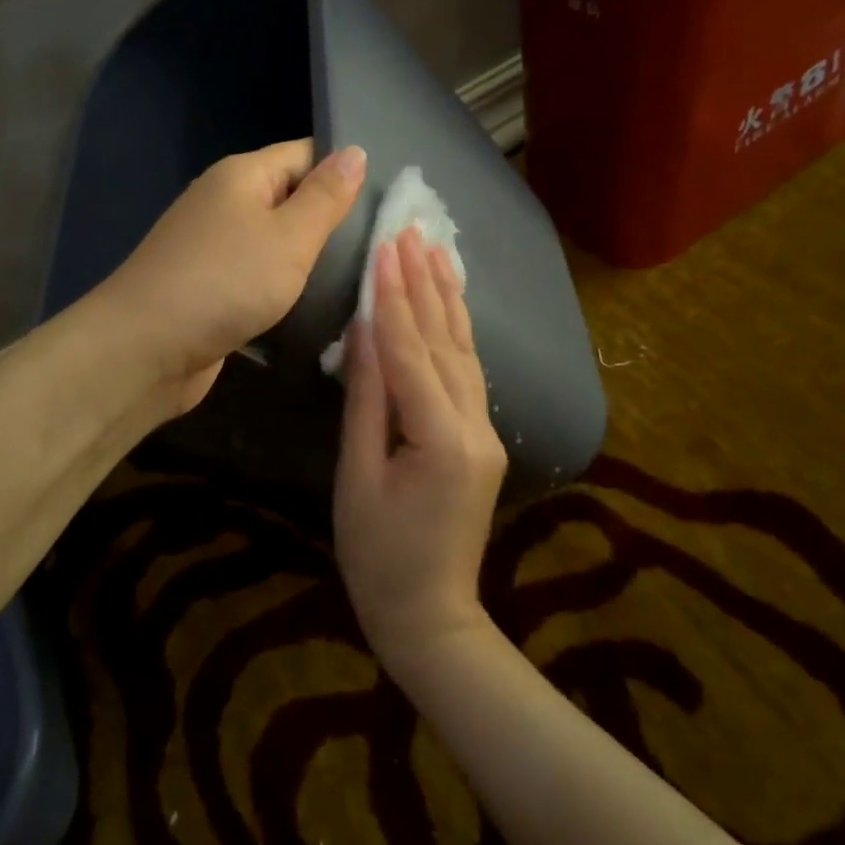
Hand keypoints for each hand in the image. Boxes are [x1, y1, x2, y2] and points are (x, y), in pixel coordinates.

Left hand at [99, 140, 366, 414]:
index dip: (343, 171)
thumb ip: (325, 197)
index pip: (304, 154)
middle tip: (383, 246)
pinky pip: (257, 277)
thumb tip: (354, 150)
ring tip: (362, 278)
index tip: (387, 201)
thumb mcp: (289, 236)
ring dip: (309, 260)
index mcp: (241, 176)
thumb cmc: (224, 283)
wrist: (144, 349)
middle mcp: (224, 204)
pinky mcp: (210, 289)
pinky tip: (317, 308)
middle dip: (331, 221)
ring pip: (275, 243)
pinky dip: (283, 289)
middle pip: (289, 199)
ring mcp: (213, 248)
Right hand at [334, 227, 507, 667]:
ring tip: (436, 248)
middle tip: (410, 229)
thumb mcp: (357, 476)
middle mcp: (475, 428)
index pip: (412, 354)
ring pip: (465, 352)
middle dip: (424, 284)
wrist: (430, 615)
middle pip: (445, 343)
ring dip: (447, 298)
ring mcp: (486, 432)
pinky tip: (452, 302)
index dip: (395, 299)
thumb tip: (364, 331)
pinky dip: (458, 331)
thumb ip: (365, 400)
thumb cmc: (377, 556)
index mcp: (441, 441)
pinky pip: (469, 373)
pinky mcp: (483, 438)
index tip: (384, 247)